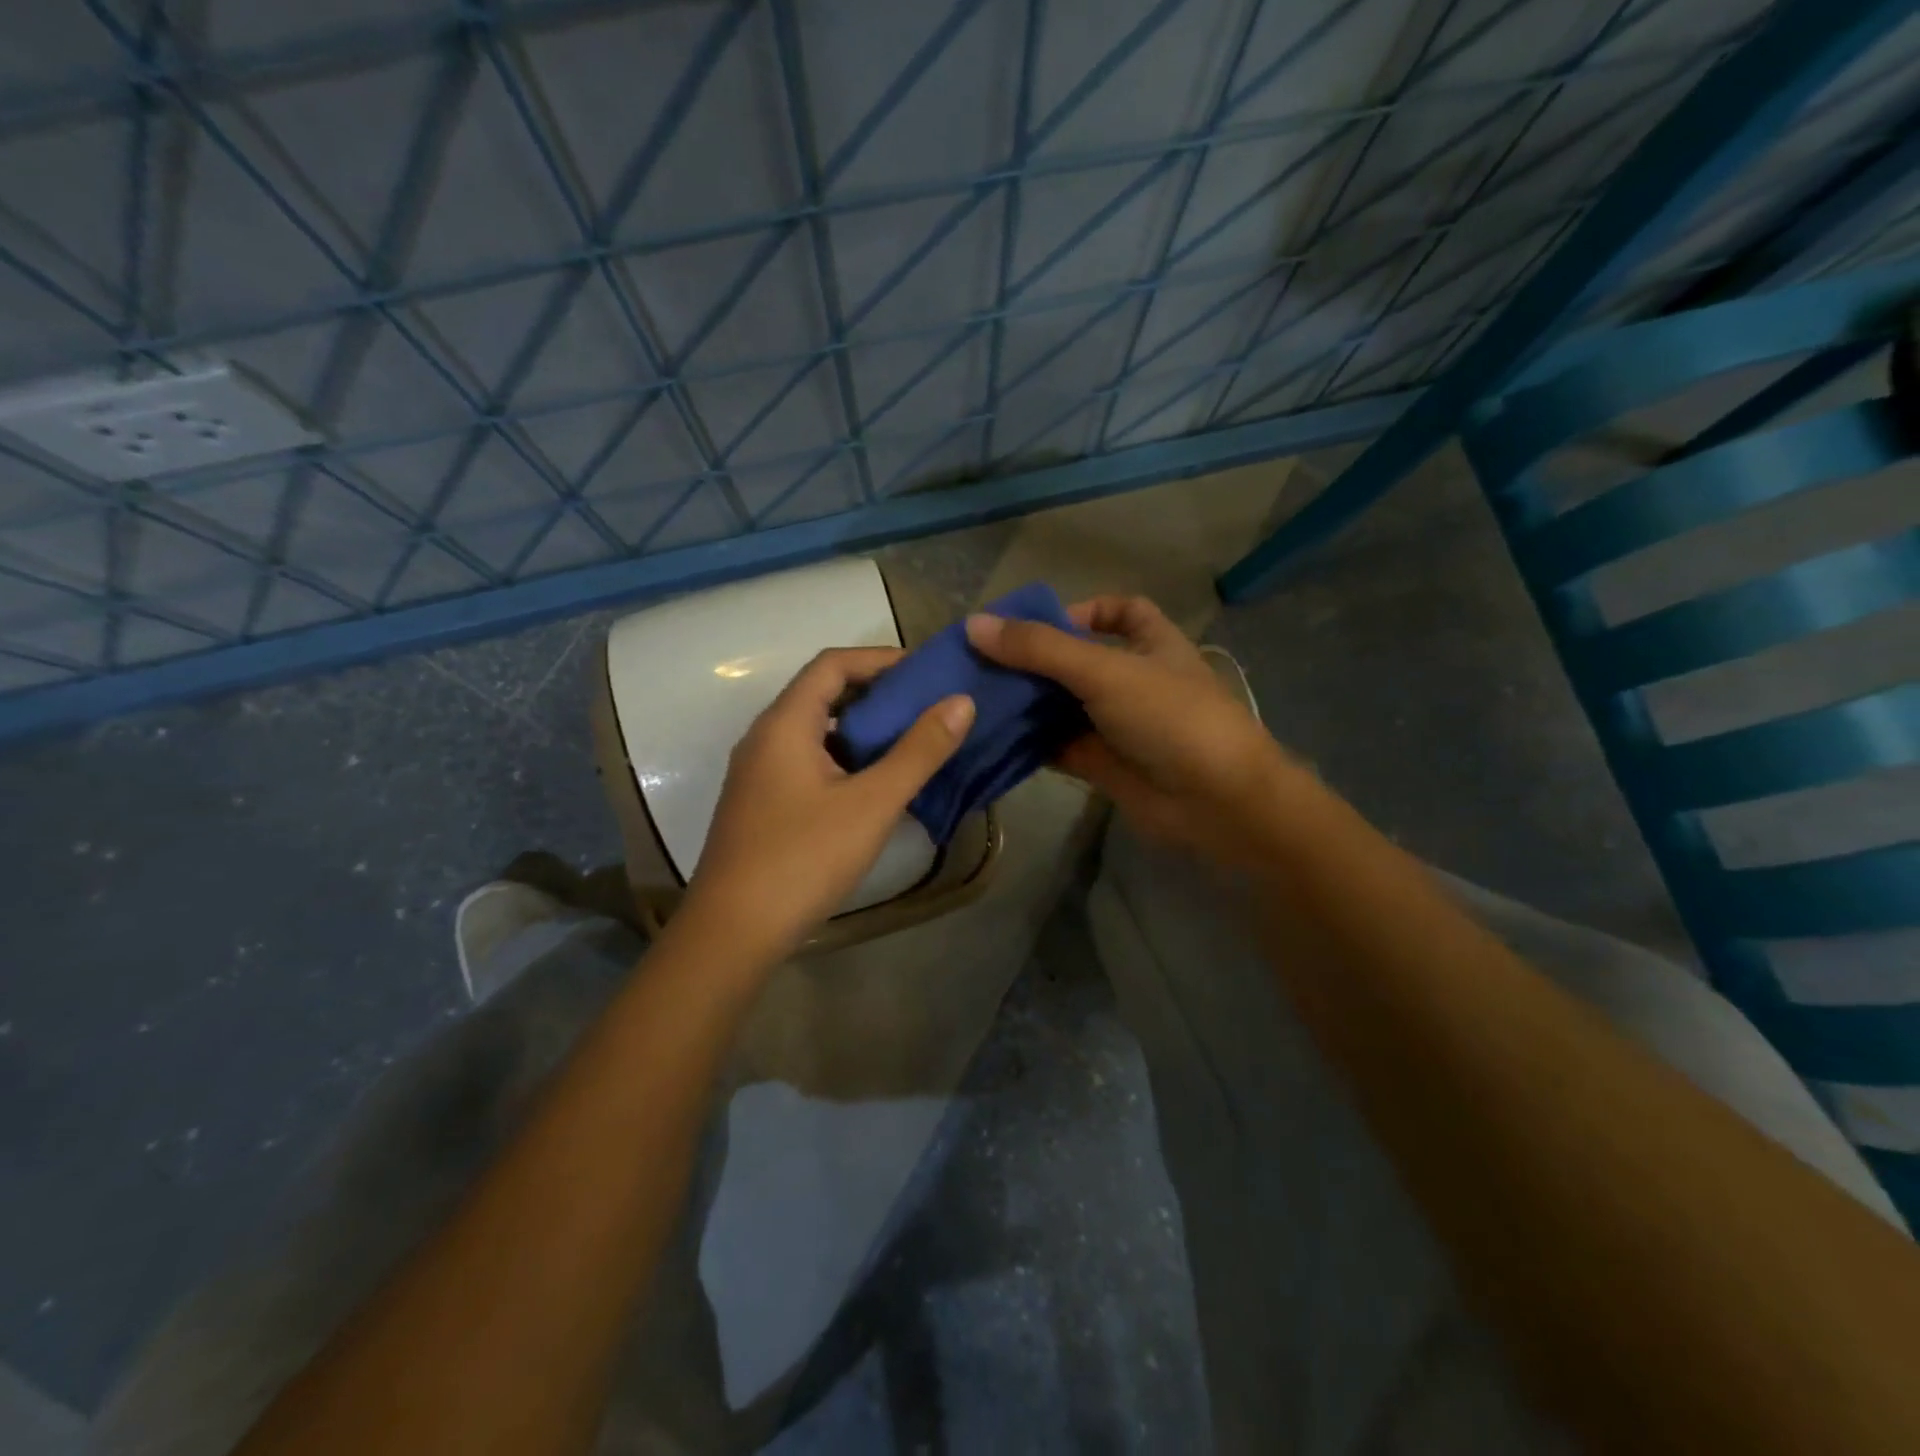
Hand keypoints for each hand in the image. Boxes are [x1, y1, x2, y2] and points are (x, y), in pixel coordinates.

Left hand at [680, 647, 974, 962]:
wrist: (733, 932)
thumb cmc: (804, 858)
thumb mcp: (872, 803)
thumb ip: (919, 751)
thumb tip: (961, 702)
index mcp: (784, 724)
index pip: (833, 664)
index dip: (880, 659)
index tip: (926, 671)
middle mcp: (765, 738)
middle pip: (822, 694)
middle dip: (876, 693)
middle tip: (928, 706)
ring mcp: (759, 773)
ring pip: (816, 731)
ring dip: (862, 728)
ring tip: (911, 740)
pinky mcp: (762, 804)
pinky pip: (808, 761)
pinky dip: (845, 758)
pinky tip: (875, 784)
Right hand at [966, 595, 1302, 865]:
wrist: (1215, 802)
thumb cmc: (1170, 717)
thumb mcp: (1105, 670)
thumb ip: (1040, 648)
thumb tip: (973, 625)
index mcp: (1151, 644)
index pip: (1121, 612)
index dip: (1083, 610)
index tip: (1038, 622)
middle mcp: (1132, 680)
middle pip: (1075, 660)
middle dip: (1033, 660)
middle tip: (979, 662)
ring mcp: (1115, 724)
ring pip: (1061, 706)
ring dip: (1024, 702)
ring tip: (973, 696)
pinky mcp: (1100, 763)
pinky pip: (1056, 746)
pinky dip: (1027, 742)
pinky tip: (990, 737)